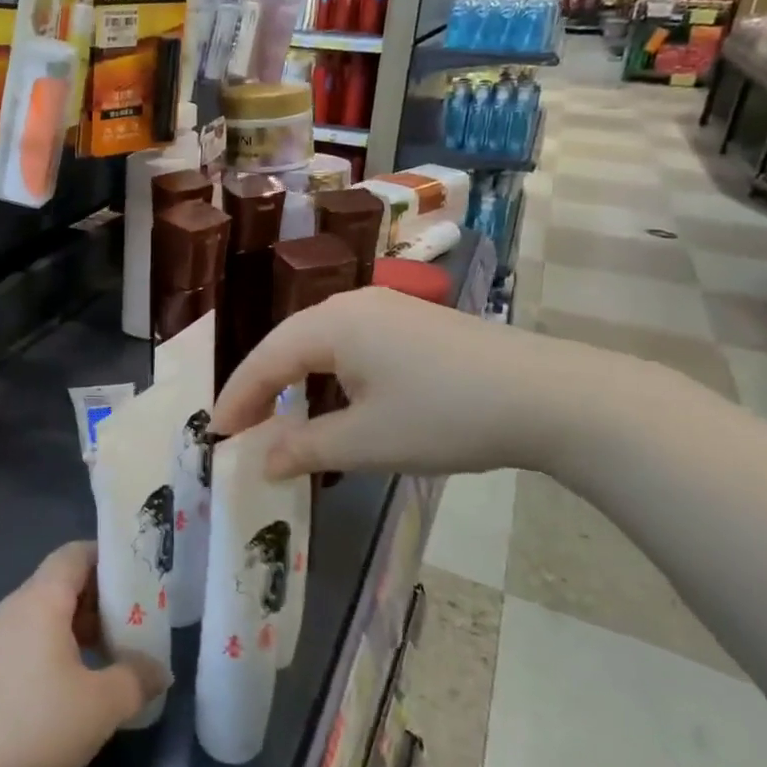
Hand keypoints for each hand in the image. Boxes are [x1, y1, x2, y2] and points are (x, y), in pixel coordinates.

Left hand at [0, 542, 168, 766]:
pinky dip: (57, 648)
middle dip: (100, 598)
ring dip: (79, 627)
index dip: (108, 557)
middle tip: (136, 621)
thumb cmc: (36, 724)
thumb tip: (159, 669)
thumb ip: (136, 679)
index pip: (75, 553)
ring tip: (113, 655)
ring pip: (46, 614)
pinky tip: (76, 685)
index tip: (139, 576)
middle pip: (62, 582)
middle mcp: (15, 606)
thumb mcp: (101, 704)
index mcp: (41, 598)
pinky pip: (30, 639)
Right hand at [210, 285, 610, 478]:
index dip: (237, 397)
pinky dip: (330, 375)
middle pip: (289, 345)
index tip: (215, 431)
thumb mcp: (366, 442)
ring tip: (281, 417)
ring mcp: (387, 310)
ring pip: (321, 344)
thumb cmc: (445, 416)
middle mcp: (352, 306)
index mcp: (331, 324)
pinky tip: (336, 401)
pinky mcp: (414, 324)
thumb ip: (304, 449)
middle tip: (241, 426)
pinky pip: (352, 345)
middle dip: (262, 387)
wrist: (551, 397)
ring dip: (296, 381)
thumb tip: (261, 460)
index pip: (266, 359)